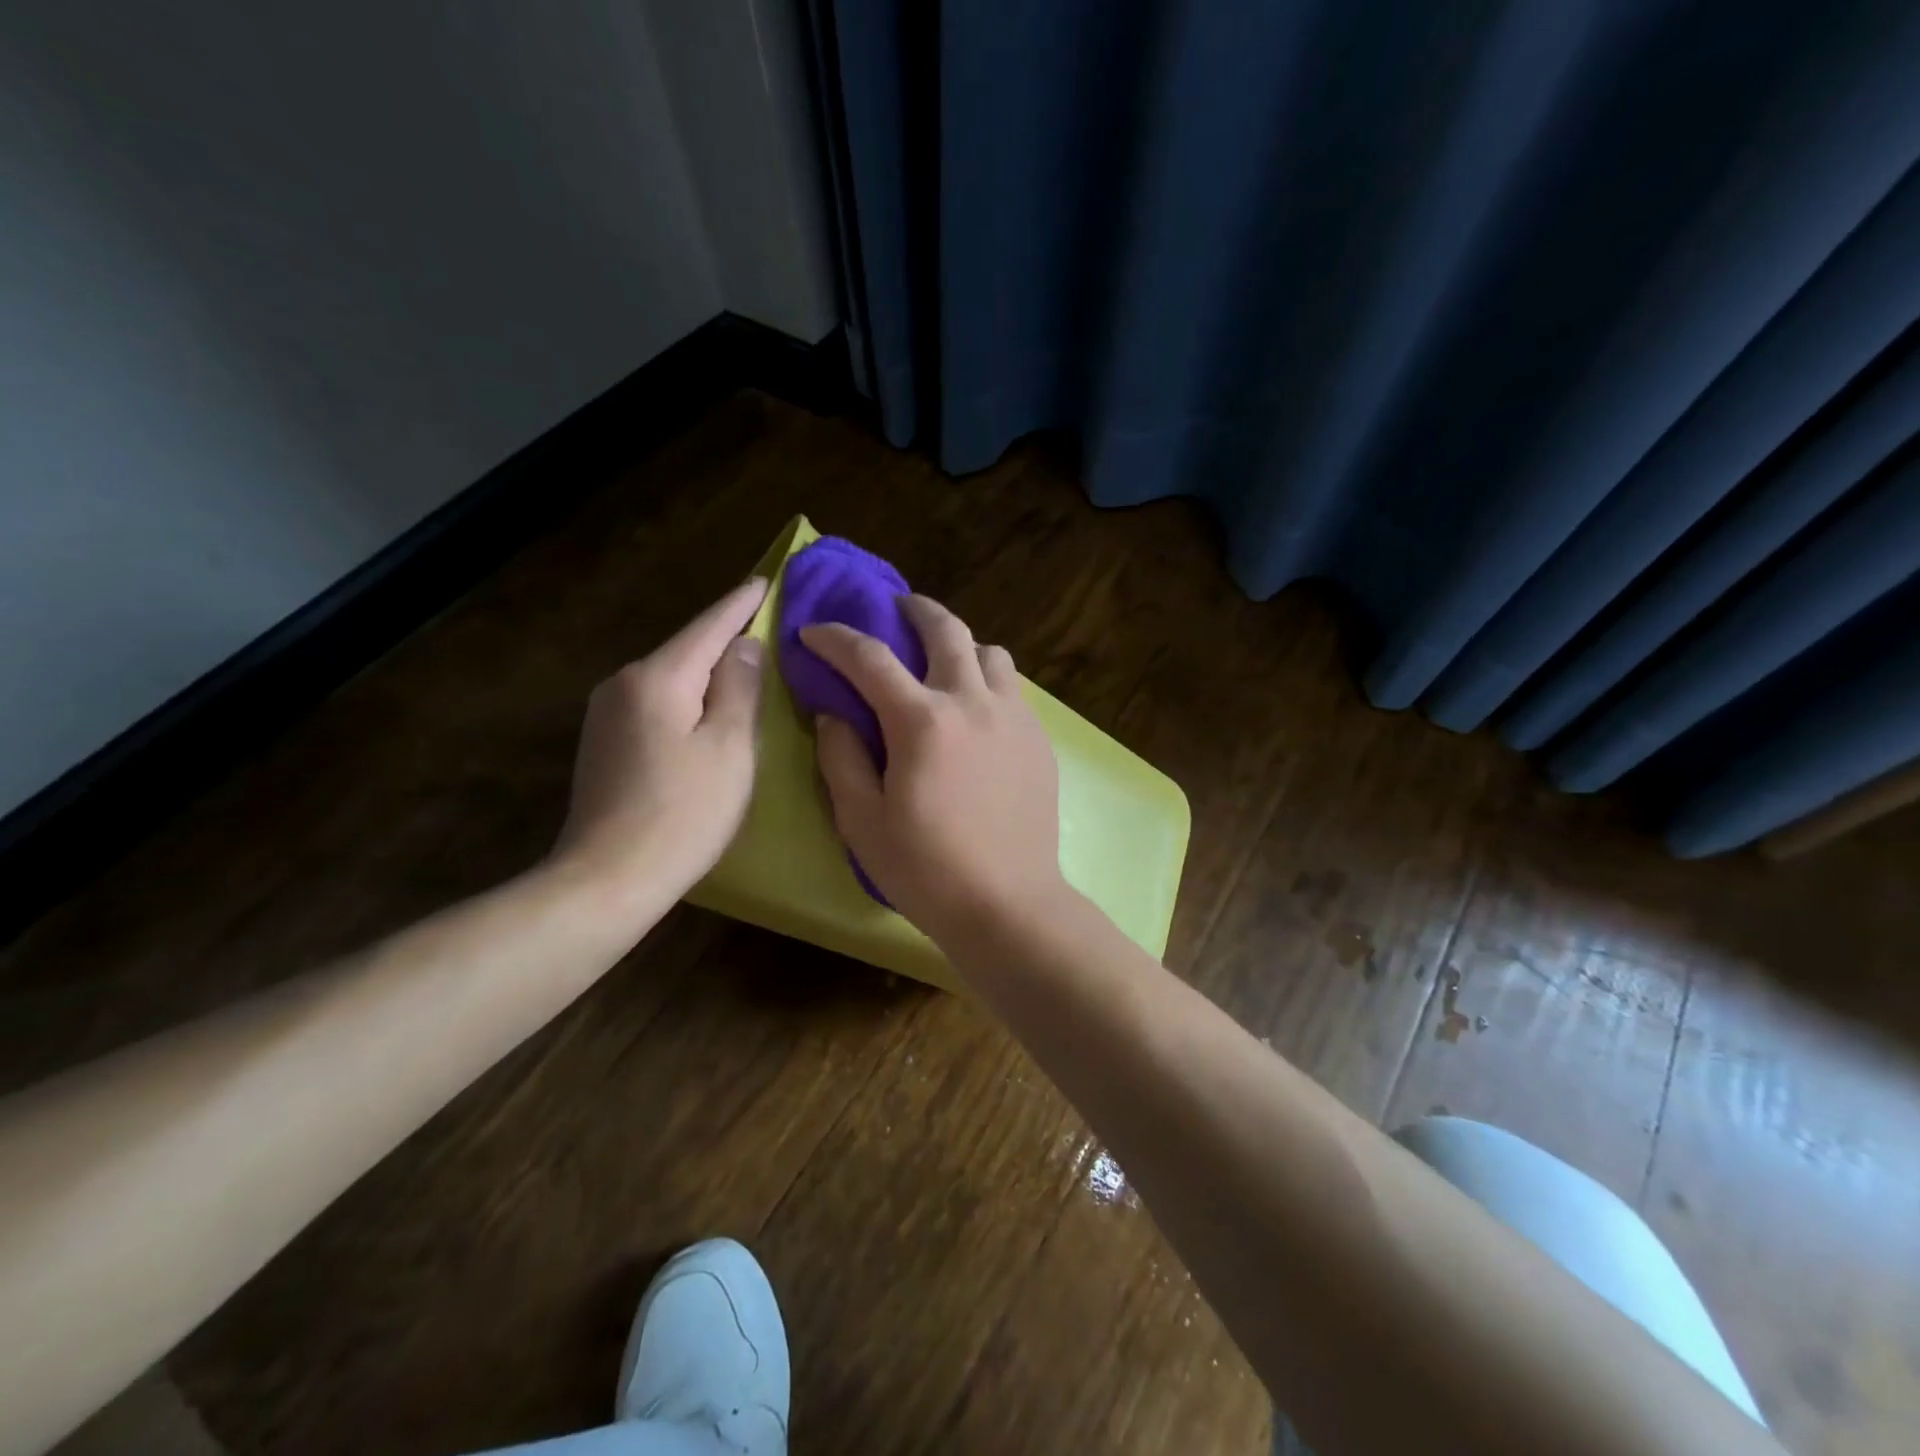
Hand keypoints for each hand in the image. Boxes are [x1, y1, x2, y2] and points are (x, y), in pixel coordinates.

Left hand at [554, 578, 767, 899]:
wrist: (607, 879)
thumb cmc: (684, 812)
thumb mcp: (730, 747)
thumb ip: (739, 688)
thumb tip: (744, 645)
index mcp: (658, 677)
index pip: (709, 626)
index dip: (741, 604)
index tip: (765, 580)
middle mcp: (623, 683)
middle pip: (686, 650)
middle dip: (724, 639)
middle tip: (766, 629)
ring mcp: (606, 714)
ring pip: (670, 679)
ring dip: (705, 674)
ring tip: (743, 672)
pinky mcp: (603, 744)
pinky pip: (655, 704)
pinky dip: (685, 701)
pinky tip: (704, 715)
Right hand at [801, 595, 1068, 943]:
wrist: (1008, 905)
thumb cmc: (926, 870)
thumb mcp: (861, 821)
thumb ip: (841, 759)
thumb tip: (835, 716)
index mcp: (923, 721)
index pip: (870, 658)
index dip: (836, 638)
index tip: (815, 632)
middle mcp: (973, 703)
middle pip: (946, 629)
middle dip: (915, 609)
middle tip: (897, 609)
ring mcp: (1014, 717)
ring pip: (991, 653)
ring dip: (962, 645)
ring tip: (944, 664)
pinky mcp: (1039, 739)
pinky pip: (1012, 689)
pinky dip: (987, 681)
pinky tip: (976, 711)